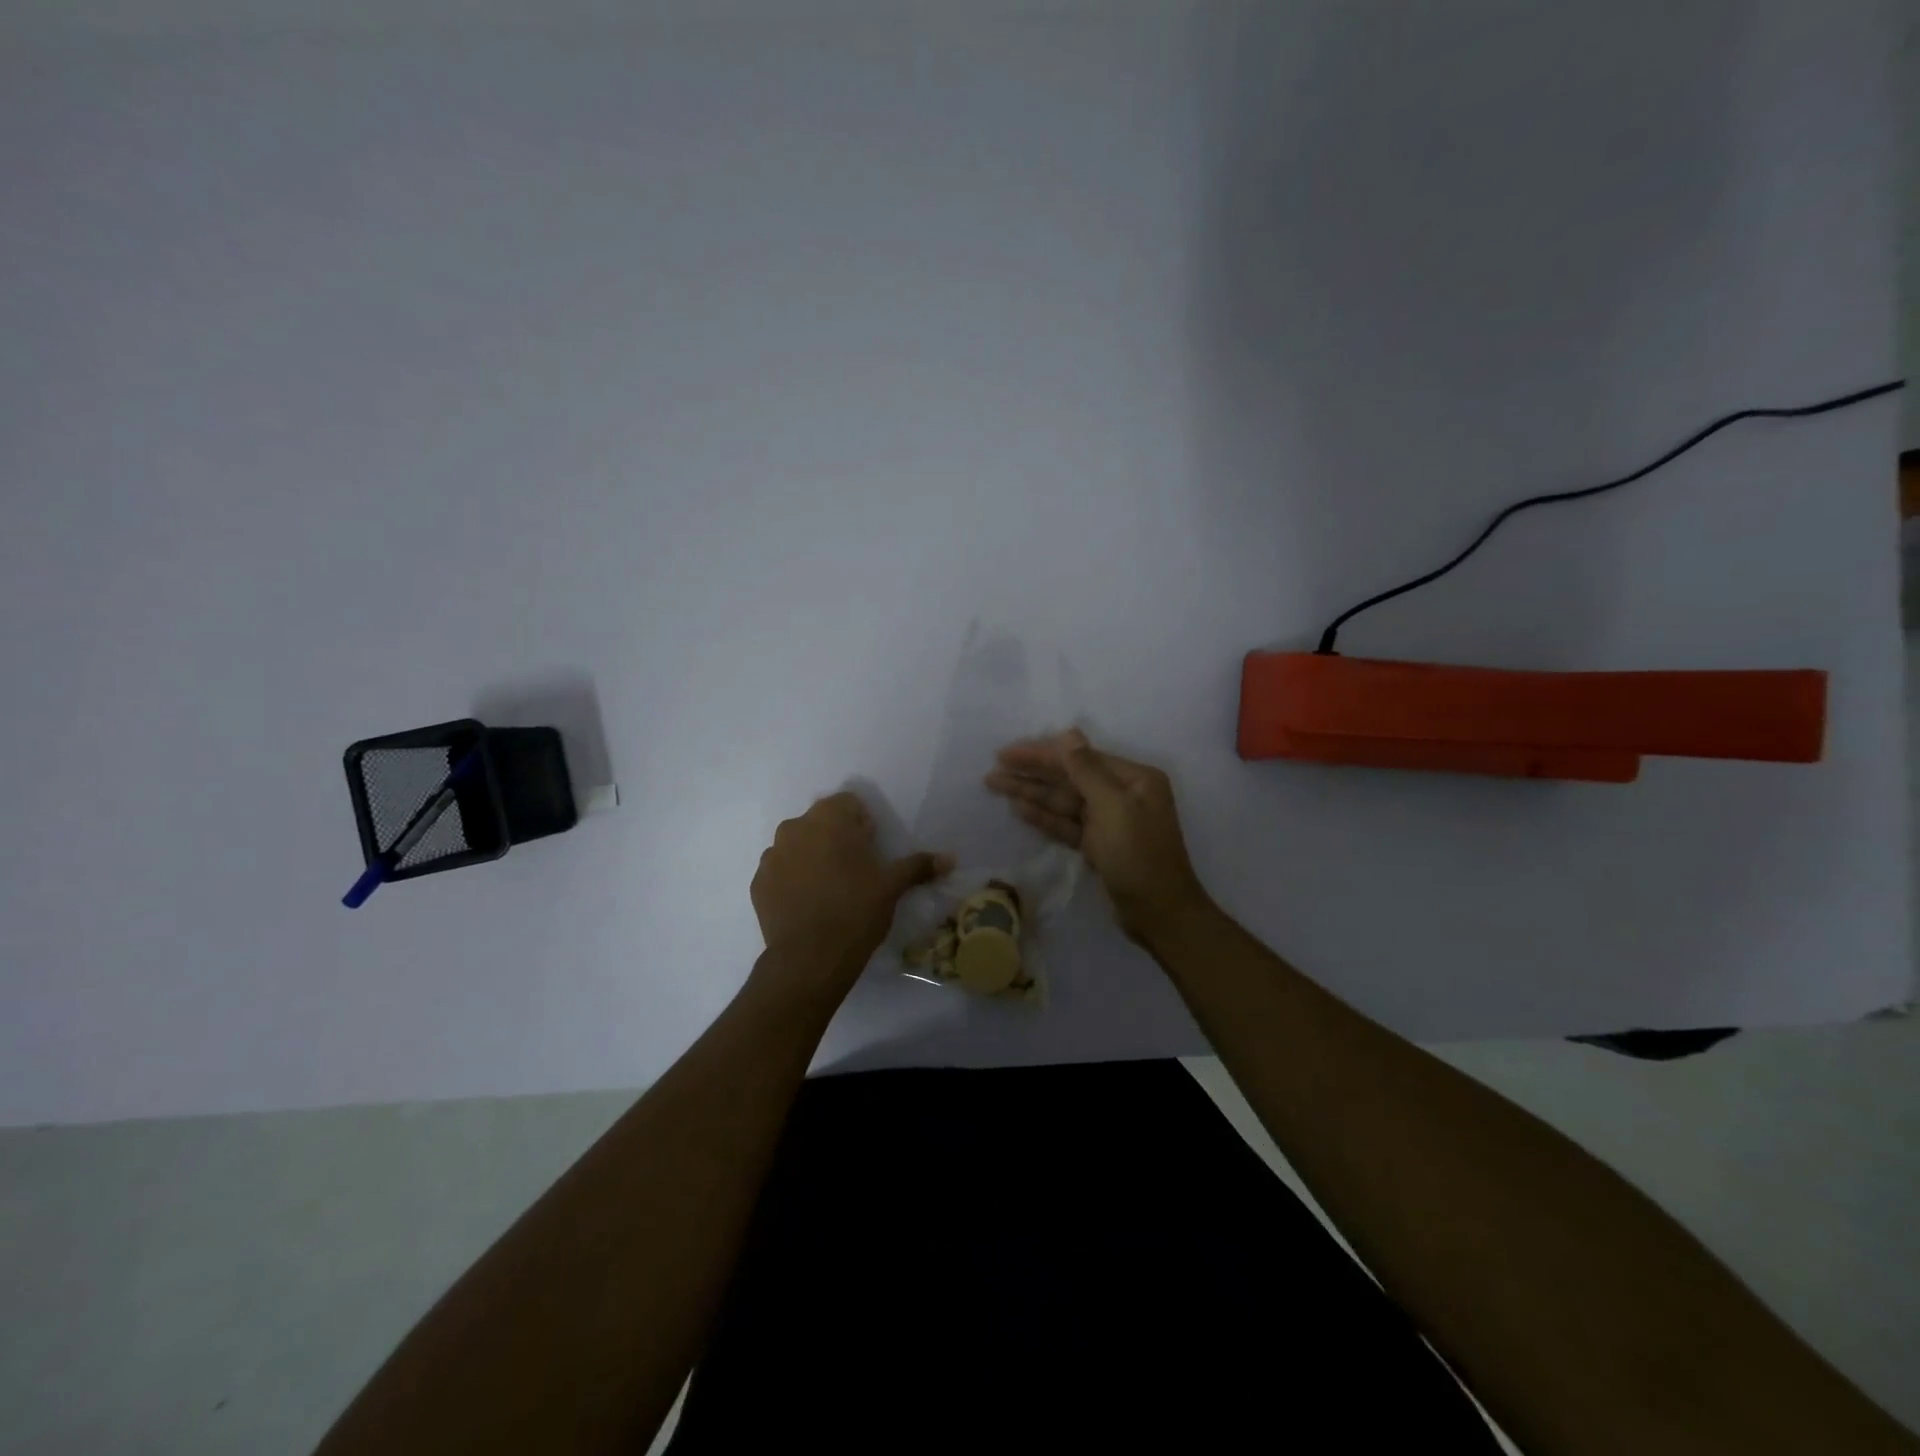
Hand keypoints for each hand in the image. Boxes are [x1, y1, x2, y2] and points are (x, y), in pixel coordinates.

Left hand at [751, 792, 952, 992]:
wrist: (809, 959)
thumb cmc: (856, 911)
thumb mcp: (892, 886)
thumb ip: (918, 866)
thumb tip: (950, 859)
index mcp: (829, 819)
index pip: (848, 804)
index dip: (862, 825)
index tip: (870, 852)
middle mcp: (796, 827)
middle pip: (821, 822)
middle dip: (836, 839)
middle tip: (853, 872)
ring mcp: (772, 854)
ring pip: (798, 845)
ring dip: (811, 857)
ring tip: (828, 890)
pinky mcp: (758, 882)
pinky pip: (780, 871)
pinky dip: (792, 880)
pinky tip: (807, 905)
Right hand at [985, 729, 1208, 943]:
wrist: (1159, 914)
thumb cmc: (1139, 856)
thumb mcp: (1113, 808)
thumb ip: (1086, 770)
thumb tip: (1068, 733)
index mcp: (1134, 778)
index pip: (1079, 758)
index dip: (1042, 754)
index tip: (1007, 753)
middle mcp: (1123, 794)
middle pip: (1069, 778)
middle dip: (1032, 773)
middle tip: (993, 770)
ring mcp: (1110, 820)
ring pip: (1064, 801)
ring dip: (1031, 793)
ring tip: (996, 785)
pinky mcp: (1099, 845)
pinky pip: (1067, 824)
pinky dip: (1044, 817)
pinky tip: (1019, 808)